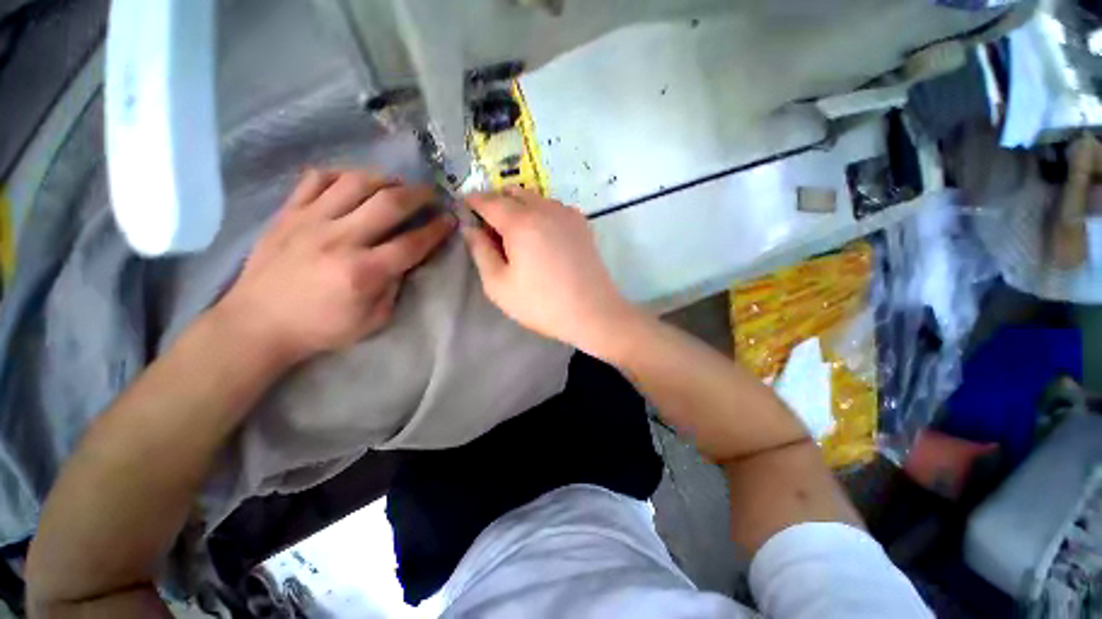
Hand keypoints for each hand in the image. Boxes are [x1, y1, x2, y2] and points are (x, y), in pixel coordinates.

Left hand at [215, 169, 453, 364]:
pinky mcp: (288, 213)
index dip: (436, 230)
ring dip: (385, 179)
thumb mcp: (372, 320)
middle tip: (431, 193)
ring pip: (355, 182)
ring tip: (397, 184)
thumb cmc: (321, 328)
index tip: (449, 219)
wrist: (258, 323)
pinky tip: (354, 182)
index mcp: (364, 272)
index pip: (412, 243)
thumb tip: (404, 261)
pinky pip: (316, 179)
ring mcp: (311, 221)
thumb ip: (394, 288)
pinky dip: (340, 174)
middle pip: (389, 204)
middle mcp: (341, 239)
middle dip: (418, 195)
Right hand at [462, 187, 638, 355]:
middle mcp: (544, 208)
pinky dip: (540, 212)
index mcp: (520, 222)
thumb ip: (480, 252)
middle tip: (491, 228)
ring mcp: (567, 213)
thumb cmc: (542, 304)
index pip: (488, 200)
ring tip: (517, 235)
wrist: (593, 312)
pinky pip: (553, 207)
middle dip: (496, 203)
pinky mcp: (582, 223)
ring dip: (519, 207)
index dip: (472, 202)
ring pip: (535, 197)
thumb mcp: (499, 285)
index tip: (465, 209)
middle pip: (512, 192)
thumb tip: (470, 229)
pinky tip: (542, 237)